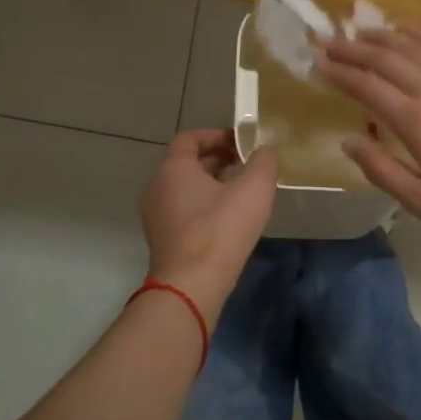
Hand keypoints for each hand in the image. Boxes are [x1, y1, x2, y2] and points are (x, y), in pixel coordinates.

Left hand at [140, 129, 277, 314]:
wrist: (192, 284)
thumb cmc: (221, 229)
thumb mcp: (254, 189)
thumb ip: (264, 162)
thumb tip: (265, 151)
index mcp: (174, 168)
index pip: (190, 138)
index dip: (217, 135)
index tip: (241, 143)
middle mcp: (157, 187)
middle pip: (186, 163)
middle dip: (217, 160)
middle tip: (246, 165)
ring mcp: (155, 215)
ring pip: (184, 189)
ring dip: (211, 184)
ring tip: (241, 192)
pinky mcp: (161, 239)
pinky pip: (182, 211)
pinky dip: (203, 206)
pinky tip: (227, 220)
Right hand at [316, 28, 420, 239]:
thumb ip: (382, 170)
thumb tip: (349, 141)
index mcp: (416, 121)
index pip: (366, 86)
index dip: (338, 72)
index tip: (315, 63)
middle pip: (386, 58)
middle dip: (352, 48)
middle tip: (327, 41)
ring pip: (414, 45)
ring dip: (383, 35)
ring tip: (359, 30)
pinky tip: (408, 30)